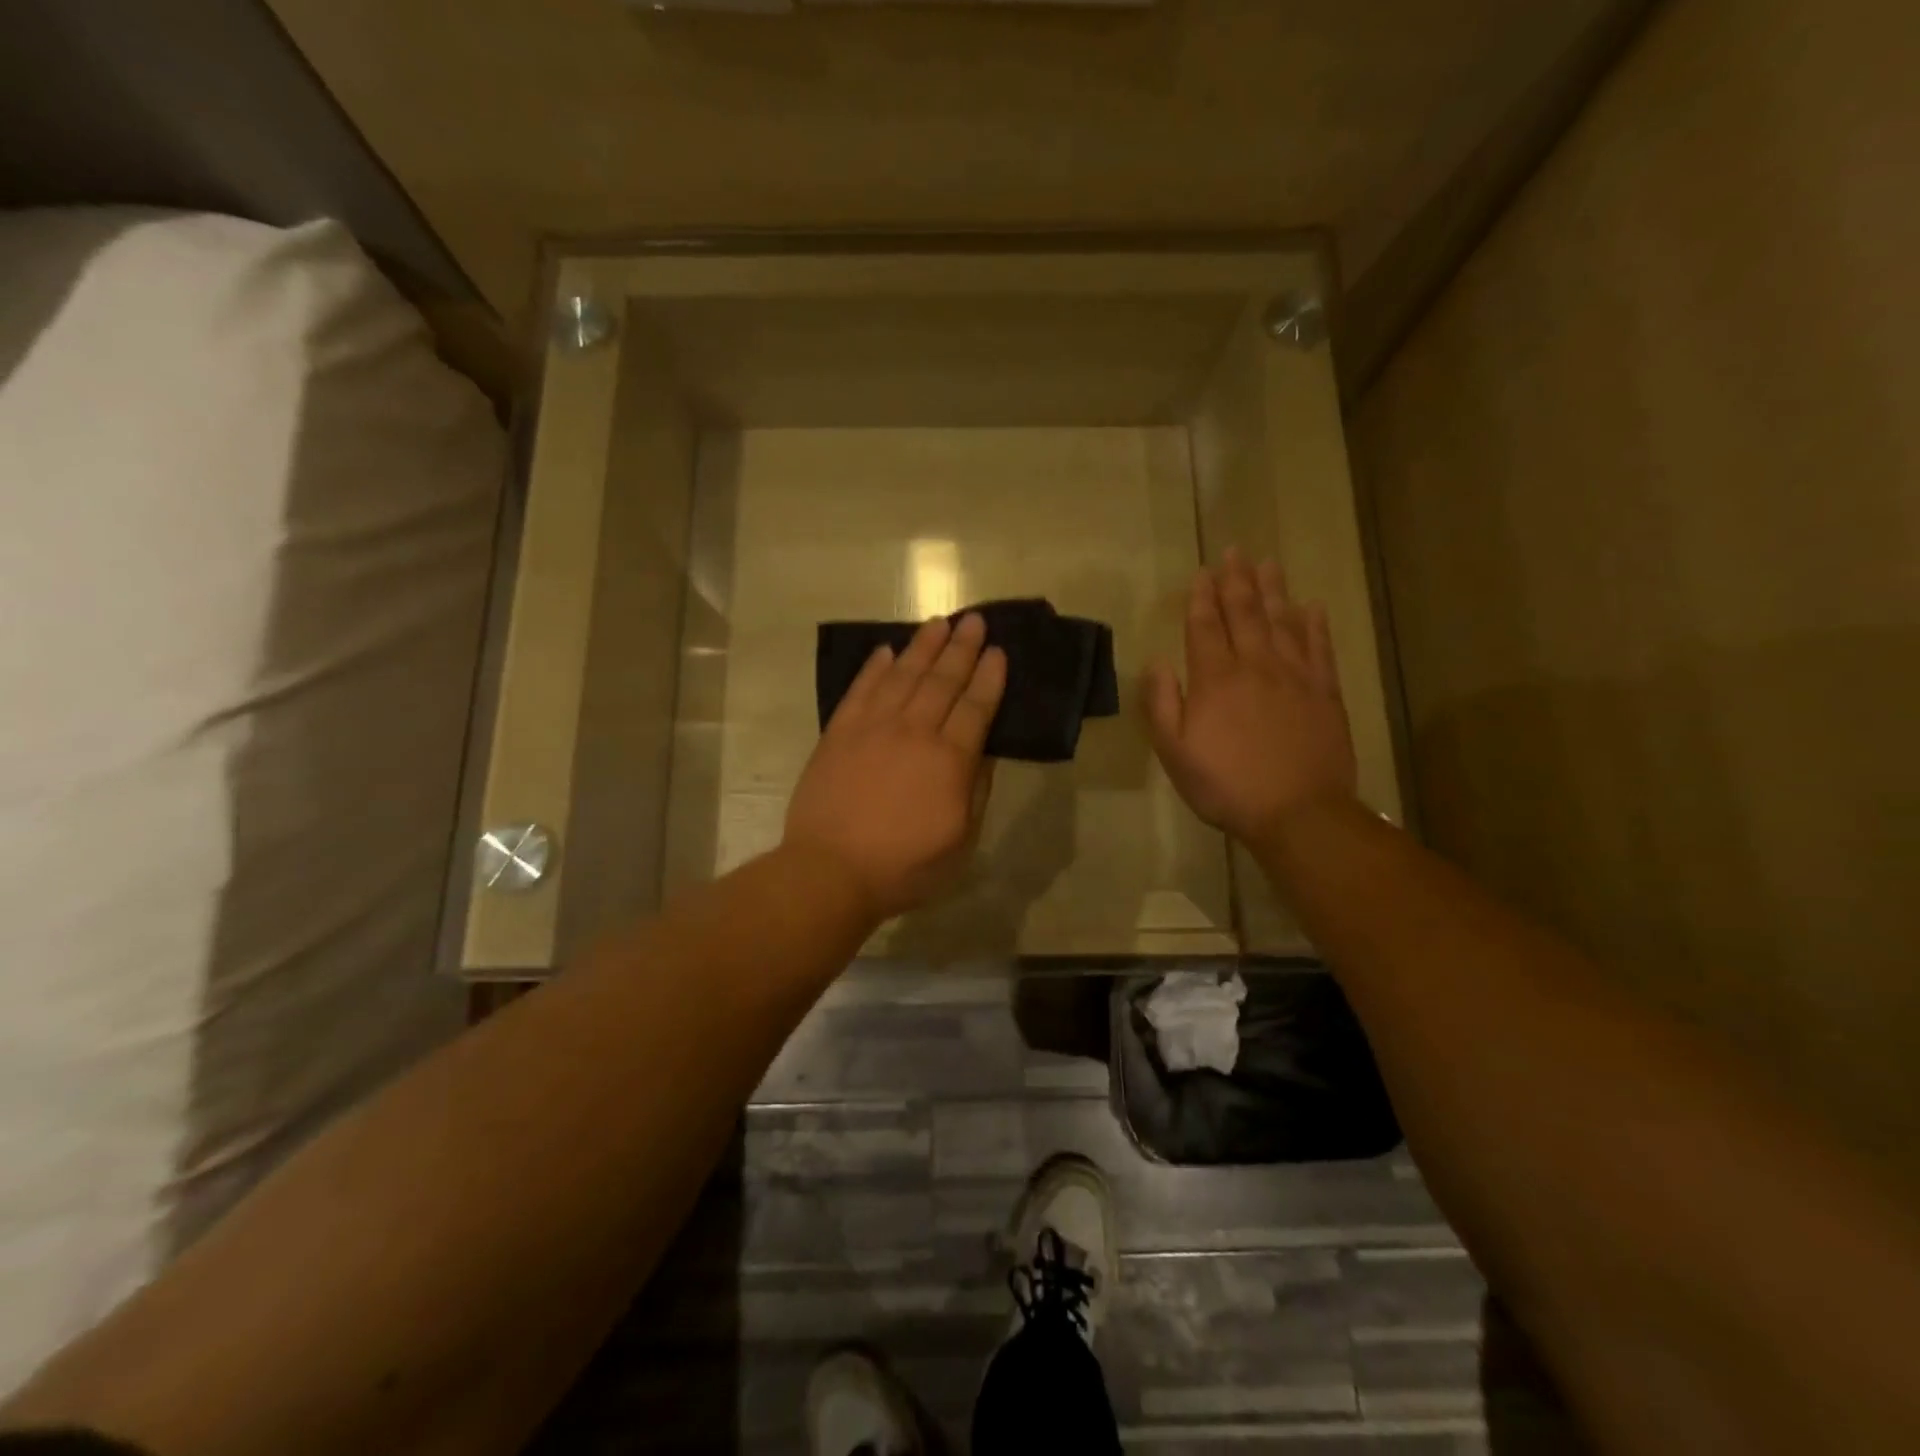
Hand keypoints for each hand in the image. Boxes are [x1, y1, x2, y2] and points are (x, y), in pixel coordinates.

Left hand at [785, 613, 1006, 921]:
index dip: (989, 677)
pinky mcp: (838, 733)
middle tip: (973, 619)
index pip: (976, 707)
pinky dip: (874, 668)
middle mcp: (914, 732)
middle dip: (961, 648)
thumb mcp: (961, 842)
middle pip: (942, 681)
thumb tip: (985, 753)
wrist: (829, 870)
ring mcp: (872, 728)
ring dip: (922, 647)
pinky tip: (885, 651)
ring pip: (903, 676)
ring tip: (937, 623)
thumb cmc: (903, 866)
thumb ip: (976, 792)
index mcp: (949, 760)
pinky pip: (860, 690)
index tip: (997, 650)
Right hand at [1143, 549, 1357, 849]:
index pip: (1204, 626)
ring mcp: (1295, 676)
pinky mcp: (1325, 692)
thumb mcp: (1175, 752)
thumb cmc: (1226, 785)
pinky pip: (1319, 647)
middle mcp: (1255, 666)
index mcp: (1215, 679)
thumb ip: (1162, 704)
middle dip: (1236, 581)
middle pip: (1244, 613)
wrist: (1297, 812)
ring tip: (1267, 563)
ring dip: (1272, 590)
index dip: (1201, 598)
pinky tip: (1311, 606)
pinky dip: (1314, 624)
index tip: (1201, 573)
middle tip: (1234, 551)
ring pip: (1282, 621)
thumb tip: (1157, 662)